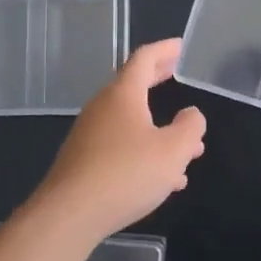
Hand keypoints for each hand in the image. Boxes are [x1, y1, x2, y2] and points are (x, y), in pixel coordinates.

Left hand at [28, 39, 206, 240]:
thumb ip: (190, 128)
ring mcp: (89, 136)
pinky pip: (121, 147)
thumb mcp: (173, 150)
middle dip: (157, 80)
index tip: (178, 46)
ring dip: (157, 126)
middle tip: (174, 72)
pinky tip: (163, 179)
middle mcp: (102, 109)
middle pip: (132, 86)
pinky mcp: (84, 162)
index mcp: (123, 95)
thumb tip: (191, 115)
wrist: (69, 215)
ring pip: (130, 122)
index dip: (164, 50)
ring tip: (187, 146)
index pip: (143, 59)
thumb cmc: (126, 173)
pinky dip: (144, 151)